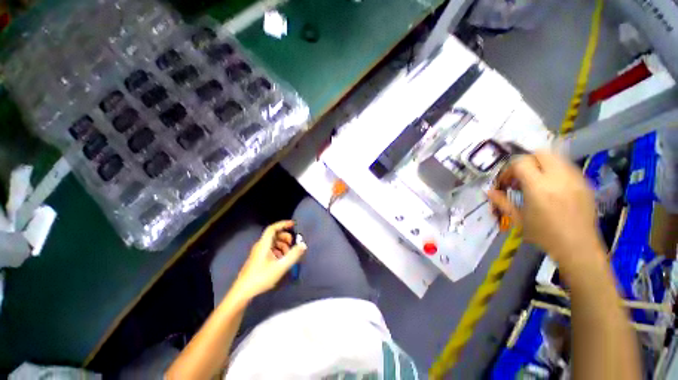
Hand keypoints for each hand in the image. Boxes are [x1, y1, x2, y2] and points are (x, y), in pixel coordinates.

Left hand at [231, 221, 306, 301]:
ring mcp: (258, 253)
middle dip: (285, 237)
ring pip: (272, 243)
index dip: (283, 224)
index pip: (273, 228)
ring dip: (282, 245)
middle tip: (293, 243)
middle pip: (274, 235)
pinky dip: (278, 251)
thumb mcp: (280, 266)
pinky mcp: (258, 259)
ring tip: (289, 254)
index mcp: (264, 244)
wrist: (243, 292)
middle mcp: (260, 246)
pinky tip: (282, 260)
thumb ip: (293, 255)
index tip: (293, 224)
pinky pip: (270, 249)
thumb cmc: (261, 277)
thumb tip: (303, 244)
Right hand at [487, 151, 603, 266]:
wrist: (578, 247)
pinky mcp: (584, 182)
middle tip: (521, 177)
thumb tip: (488, 191)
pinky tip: (551, 187)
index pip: (521, 162)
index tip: (507, 182)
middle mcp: (558, 177)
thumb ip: (502, 202)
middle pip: (540, 153)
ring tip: (536, 182)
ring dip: (541, 165)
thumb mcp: (518, 219)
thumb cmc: (544, 235)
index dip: (509, 169)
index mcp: (538, 187)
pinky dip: (555, 170)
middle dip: (526, 162)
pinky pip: (566, 166)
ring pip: (555, 157)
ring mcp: (574, 178)